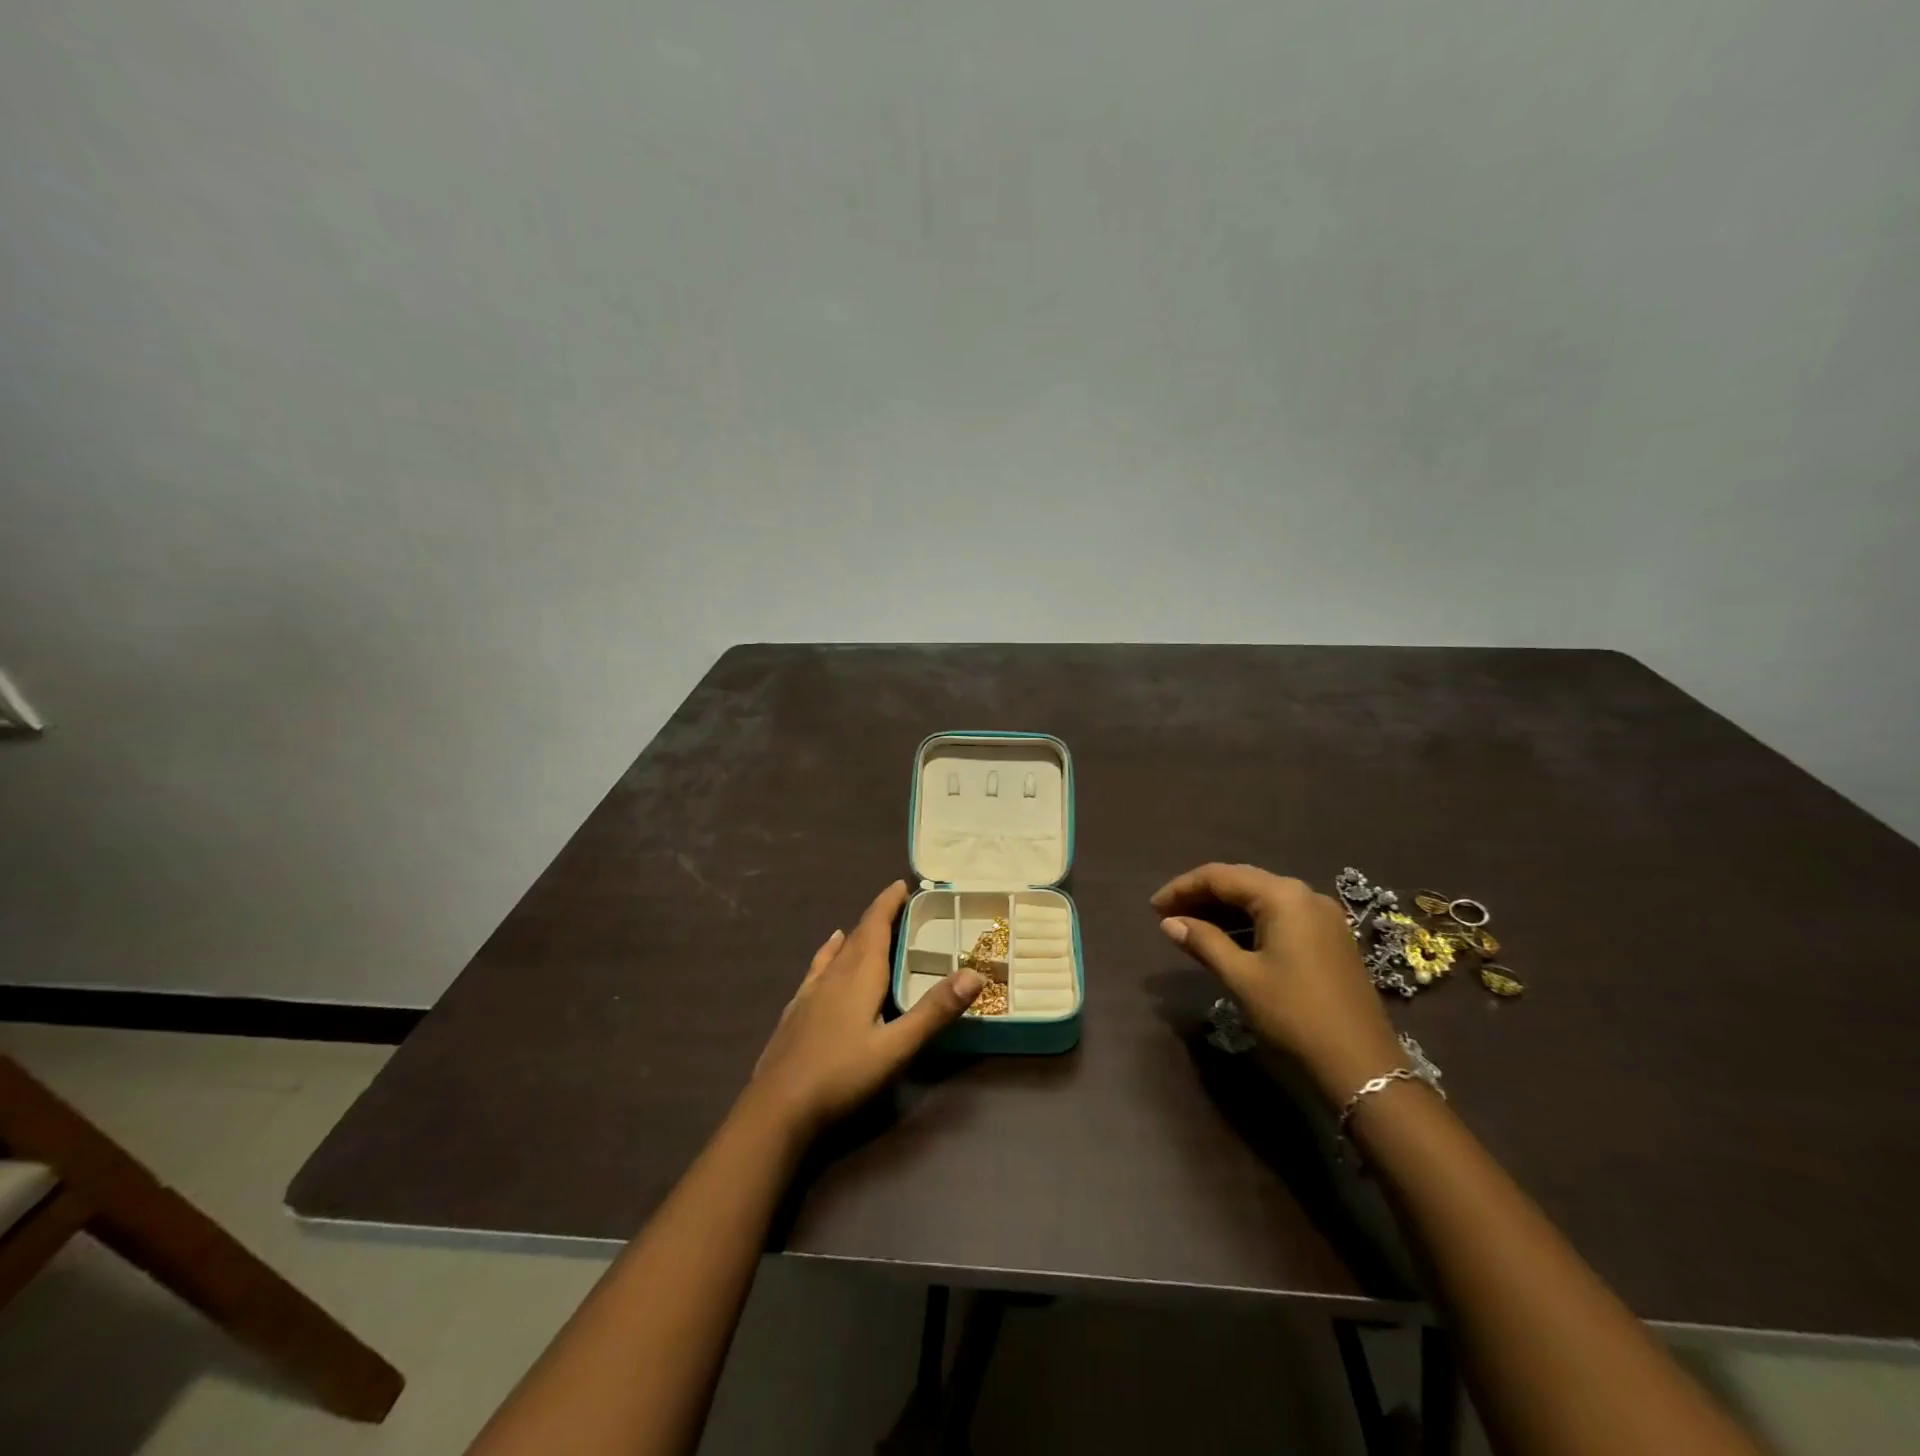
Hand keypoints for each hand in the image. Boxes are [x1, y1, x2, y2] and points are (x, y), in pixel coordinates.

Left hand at [748, 880, 984, 1136]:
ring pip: (835, 953)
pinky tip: (824, 959)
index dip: (888, 903)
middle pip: (858, 935)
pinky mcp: (795, 1012)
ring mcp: (809, 993)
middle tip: (896, 904)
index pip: (876, 925)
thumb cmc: (842, 1075)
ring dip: (854, 936)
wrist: (776, 1108)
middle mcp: (833, 975)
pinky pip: (816, 970)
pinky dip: (827, 956)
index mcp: (859, 975)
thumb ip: (935, 1011)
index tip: (902, 884)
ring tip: (862, 926)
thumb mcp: (897, 1047)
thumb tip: (975, 974)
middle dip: (877, 916)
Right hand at [1152, 862, 1404, 1104]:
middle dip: (1201, 896)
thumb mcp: (1241, 977)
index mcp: (1283, 896)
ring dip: (1223, 911)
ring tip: (1189, 928)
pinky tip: (1226, 941)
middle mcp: (1304, 895)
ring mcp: (1322, 916)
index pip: (1220, 876)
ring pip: (1260, 900)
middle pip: (1241, 882)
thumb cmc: (1294, 1015)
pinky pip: (1279, 916)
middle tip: (1167, 916)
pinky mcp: (1329, 938)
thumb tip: (1169, 923)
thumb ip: (1203, 942)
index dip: (1182, 888)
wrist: (1362, 1065)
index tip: (1153, 908)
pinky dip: (1248, 924)